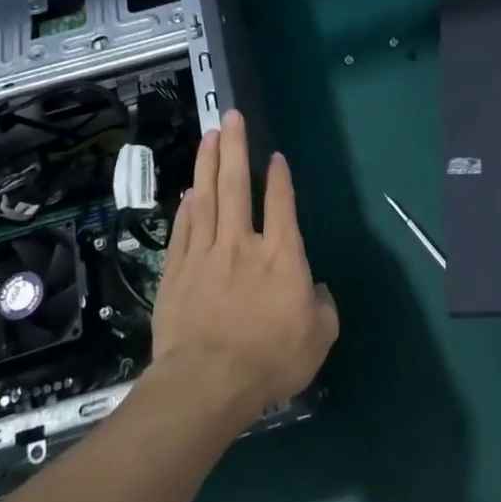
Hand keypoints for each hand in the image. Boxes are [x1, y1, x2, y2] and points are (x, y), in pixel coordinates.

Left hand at [149, 111, 338, 422]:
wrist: (207, 383)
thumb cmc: (270, 360)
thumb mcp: (319, 337)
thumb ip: (323, 307)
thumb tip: (318, 290)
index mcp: (282, 256)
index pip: (281, 205)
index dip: (279, 178)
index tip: (275, 156)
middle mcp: (243, 244)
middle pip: (238, 187)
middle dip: (235, 149)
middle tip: (230, 118)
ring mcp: (206, 255)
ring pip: (207, 199)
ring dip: (208, 164)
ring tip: (209, 137)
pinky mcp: (177, 272)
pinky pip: (183, 229)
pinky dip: (187, 207)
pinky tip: (189, 191)